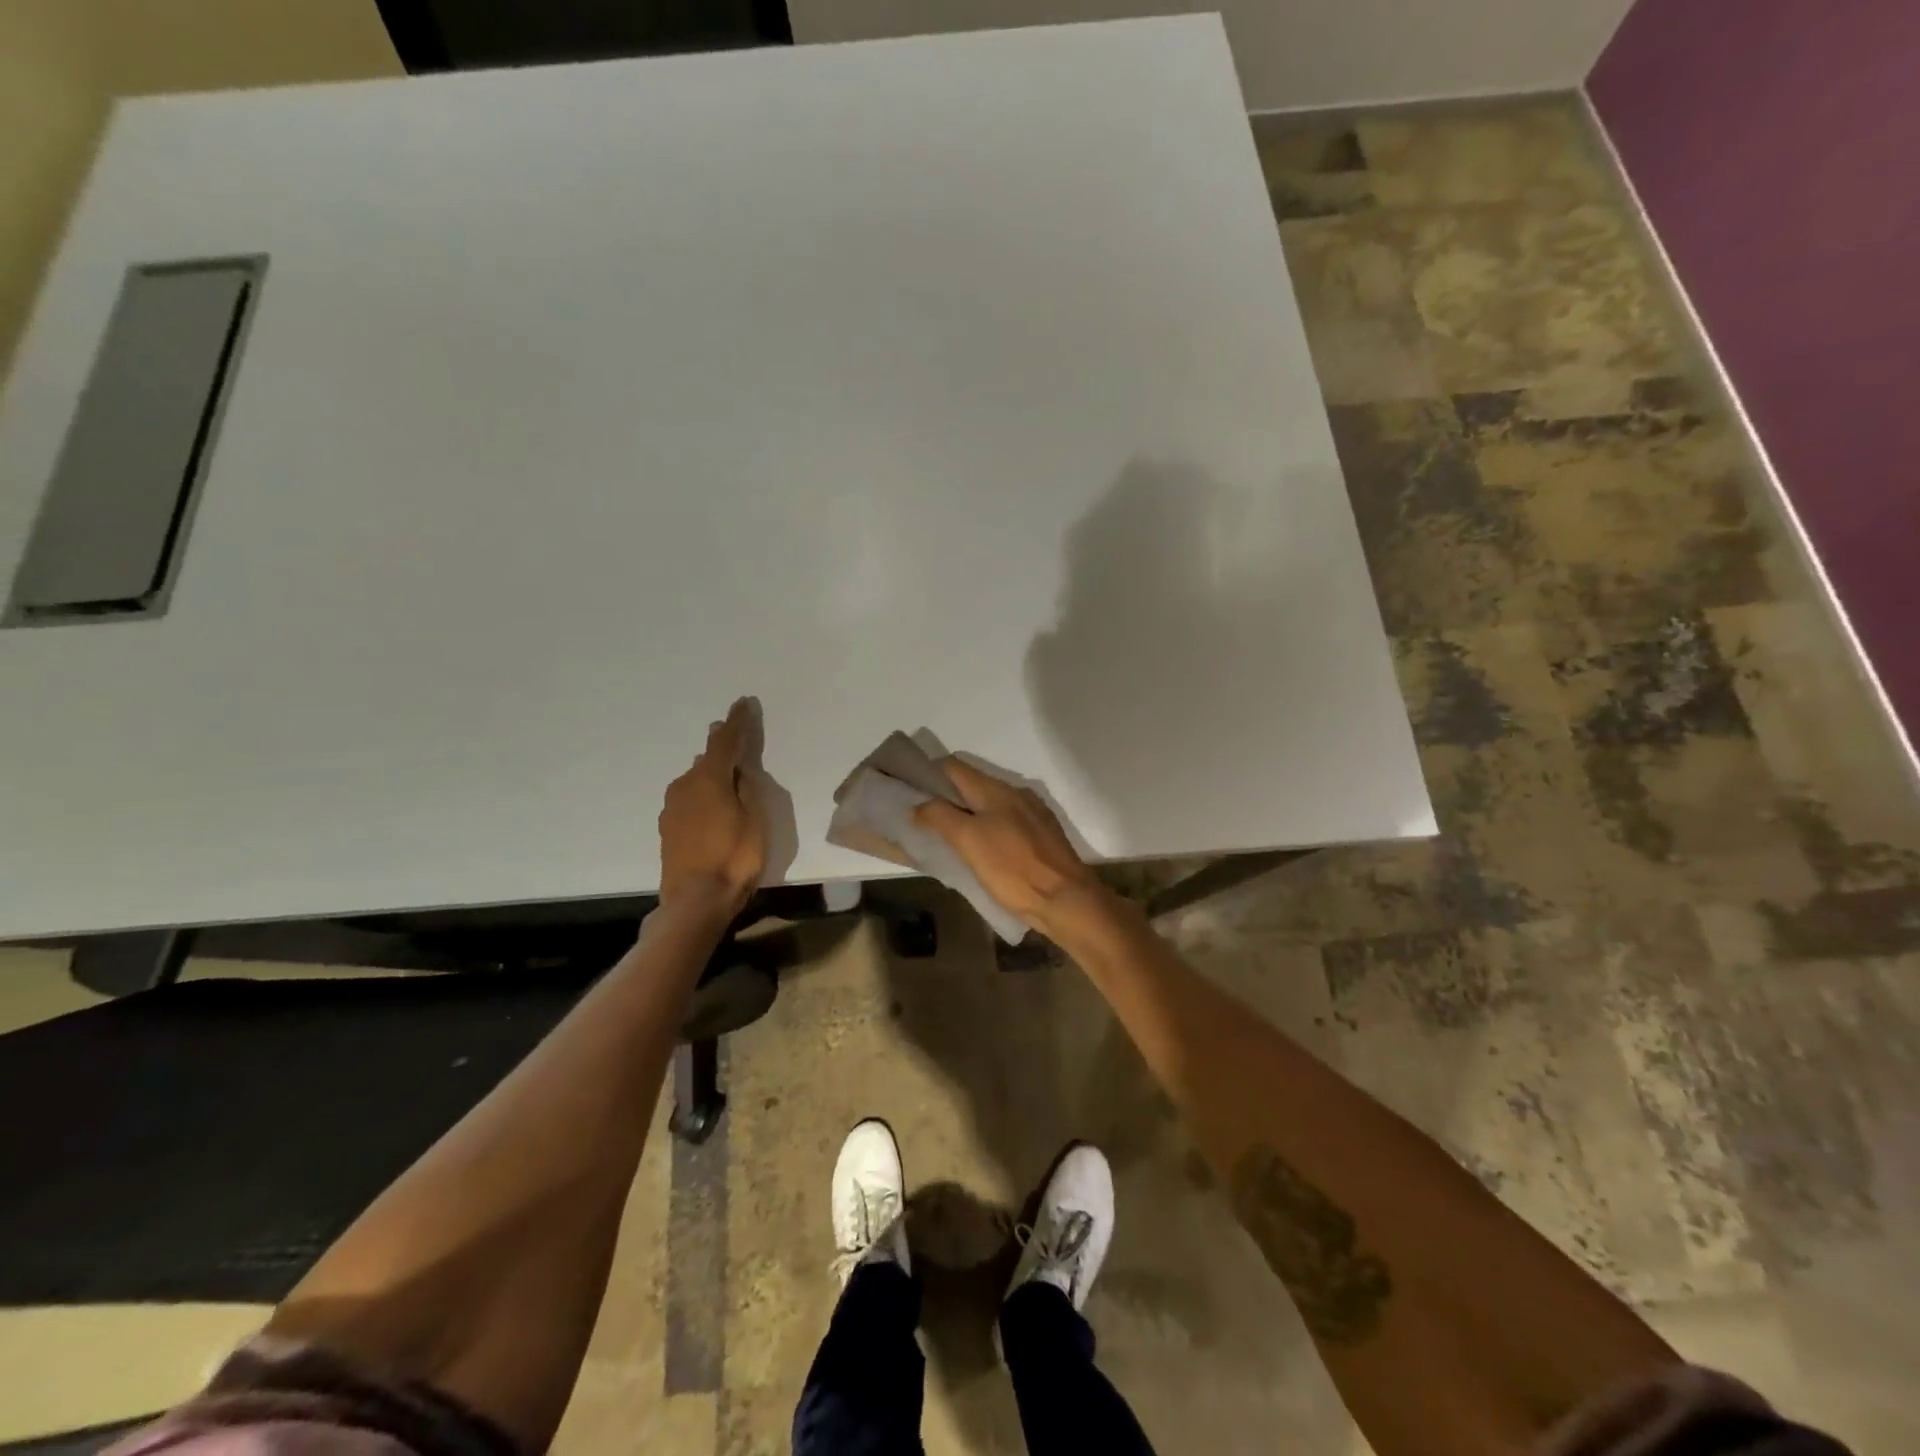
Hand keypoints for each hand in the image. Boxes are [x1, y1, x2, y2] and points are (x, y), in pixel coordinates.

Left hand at [658, 698, 767, 920]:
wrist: (695, 901)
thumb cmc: (734, 858)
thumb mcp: (755, 820)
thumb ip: (747, 790)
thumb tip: (738, 771)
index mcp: (709, 780)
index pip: (725, 742)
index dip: (736, 722)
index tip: (742, 703)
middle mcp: (686, 786)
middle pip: (707, 759)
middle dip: (721, 745)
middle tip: (734, 732)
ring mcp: (673, 808)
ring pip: (695, 779)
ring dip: (711, 771)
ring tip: (727, 769)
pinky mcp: (669, 828)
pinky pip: (689, 798)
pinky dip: (703, 792)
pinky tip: (712, 803)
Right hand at [911, 758, 1111, 937]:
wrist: (1066, 899)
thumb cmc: (1012, 868)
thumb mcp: (968, 841)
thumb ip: (940, 817)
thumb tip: (918, 804)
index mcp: (995, 790)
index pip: (953, 767)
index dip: (928, 773)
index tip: (908, 790)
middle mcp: (1015, 793)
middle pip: (972, 784)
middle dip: (946, 796)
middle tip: (922, 818)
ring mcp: (1032, 814)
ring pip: (989, 804)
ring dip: (967, 813)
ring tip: (947, 836)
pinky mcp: (1042, 835)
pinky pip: (1006, 822)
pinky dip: (987, 828)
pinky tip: (982, 850)